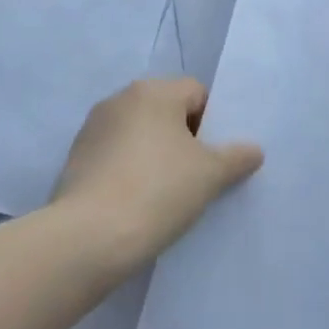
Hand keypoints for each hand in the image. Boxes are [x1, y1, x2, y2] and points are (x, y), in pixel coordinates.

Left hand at [52, 79, 263, 266]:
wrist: (89, 237)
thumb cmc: (158, 192)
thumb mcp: (210, 175)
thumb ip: (236, 157)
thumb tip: (253, 150)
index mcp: (153, 91)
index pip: (196, 93)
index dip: (212, 124)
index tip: (214, 159)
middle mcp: (120, 99)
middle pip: (166, 111)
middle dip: (183, 138)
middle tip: (196, 177)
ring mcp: (93, 128)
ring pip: (139, 134)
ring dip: (154, 154)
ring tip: (166, 194)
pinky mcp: (76, 158)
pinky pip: (115, 155)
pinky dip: (129, 170)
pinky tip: (136, 203)